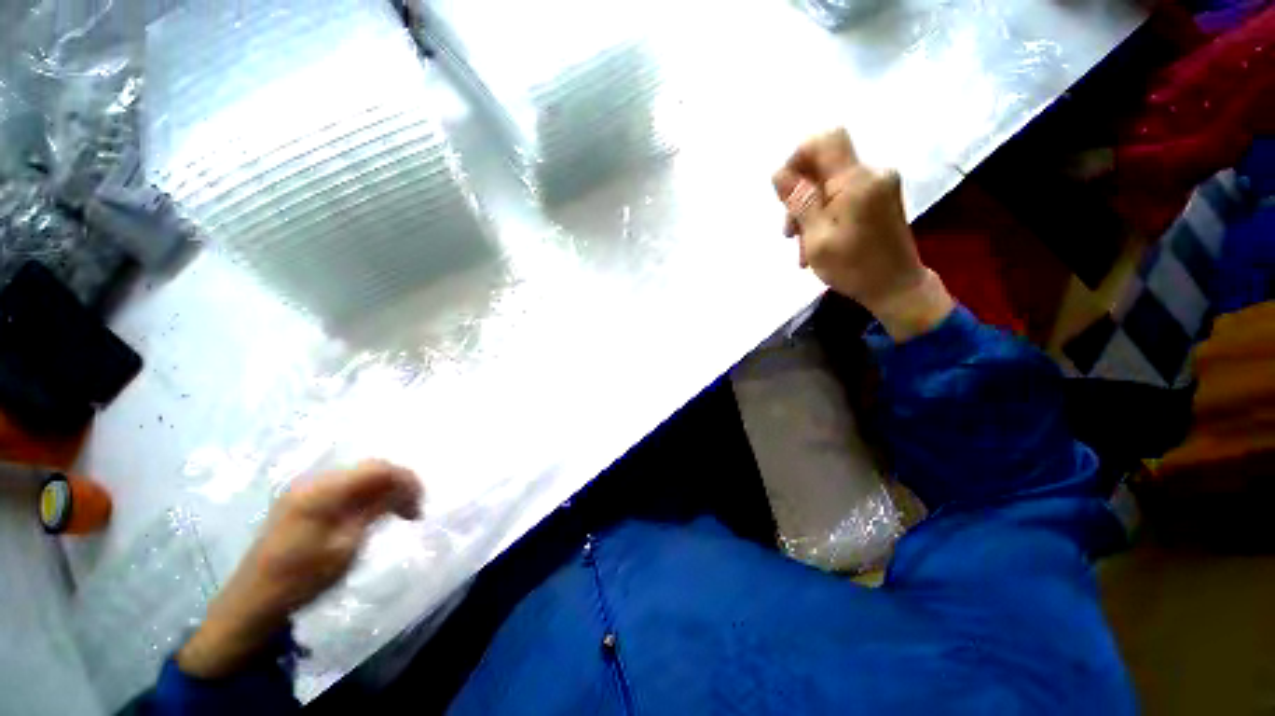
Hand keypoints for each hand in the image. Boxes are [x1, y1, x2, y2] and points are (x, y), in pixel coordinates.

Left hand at [178, 460, 422, 678]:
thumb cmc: (300, 579)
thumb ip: (374, 511)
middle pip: (369, 468)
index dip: (407, 480)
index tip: (421, 504)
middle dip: (397, 483)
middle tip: (412, 509)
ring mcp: (305, 490)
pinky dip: (366, 495)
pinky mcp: (301, 501)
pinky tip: (371, 514)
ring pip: (359, 476)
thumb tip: (403, 489)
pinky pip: (345, 487)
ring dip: (383, 489)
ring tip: (396, 512)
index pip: (378, 468)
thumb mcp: (345, 546)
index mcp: (322, 491)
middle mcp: (313, 481)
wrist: (251, 604)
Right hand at [772, 128, 952, 340]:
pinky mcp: (880, 199)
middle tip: (789, 234)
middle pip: (824, 166)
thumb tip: (779, 172)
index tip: (786, 190)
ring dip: (810, 212)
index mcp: (856, 181)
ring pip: (830, 185)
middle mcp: (871, 174)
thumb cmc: (854, 267)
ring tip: (802, 248)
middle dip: (800, 196)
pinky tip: (817, 243)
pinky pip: (843, 196)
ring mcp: (878, 186)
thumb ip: (799, 202)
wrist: (897, 288)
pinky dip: (825, 216)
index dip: (799, 156)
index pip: (825, 140)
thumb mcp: (817, 238)